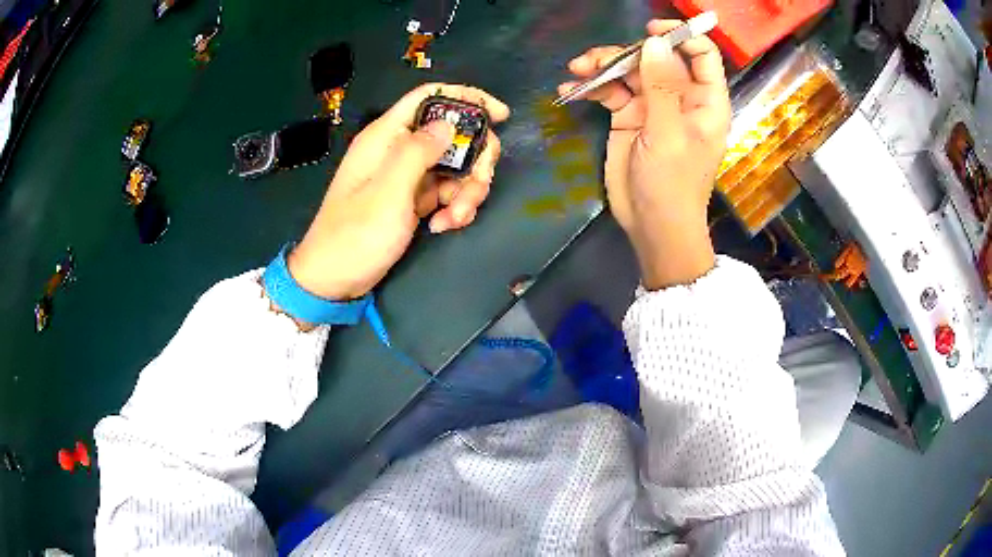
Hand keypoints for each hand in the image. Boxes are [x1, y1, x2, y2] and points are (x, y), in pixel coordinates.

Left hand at [288, 83, 509, 300]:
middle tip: (479, 186)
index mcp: (386, 136)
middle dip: (475, 159)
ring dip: (466, 191)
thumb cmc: (355, 236)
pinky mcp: (413, 199)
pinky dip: (454, 207)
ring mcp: (407, 175)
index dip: (468, 98)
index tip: (502, 115)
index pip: (430, 97)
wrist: (334, 281)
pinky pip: (447, 191)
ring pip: (456, 166)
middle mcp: (399, 149)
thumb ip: (417, 152)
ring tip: (455, 219)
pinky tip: (444, 226)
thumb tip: (449, 124)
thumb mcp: (388, 192)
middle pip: (453, 135)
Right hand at [558, 20, 730, 288]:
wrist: (652, 226)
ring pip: (628, 70)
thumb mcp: (669, 134)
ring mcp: (652, 106)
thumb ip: (662, 87)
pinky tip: (570, 90)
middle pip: (655, 57)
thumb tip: (655, 43)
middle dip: (625, 52)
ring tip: (576, 71)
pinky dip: (591, 88)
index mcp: (704, 100)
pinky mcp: (628, 117)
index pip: (702, 55)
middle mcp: (680, 97)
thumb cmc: (673, 184)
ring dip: (601, 67)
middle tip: (594, 61)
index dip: (680, 37)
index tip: (650, 32)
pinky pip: (610, 91)